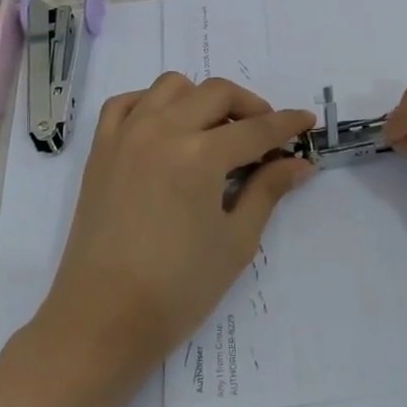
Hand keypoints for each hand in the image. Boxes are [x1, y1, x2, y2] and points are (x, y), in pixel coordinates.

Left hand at [0, 73, 313, 406]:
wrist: (103, 319)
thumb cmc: (178, 289)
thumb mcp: (235, 241)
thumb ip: (267, 191)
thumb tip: (299, 163)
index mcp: (200, 155)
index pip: (256, 128)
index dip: (287, 124)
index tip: (306, 122)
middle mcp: (161, 130)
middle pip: (216, 93)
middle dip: (250, 106)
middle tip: (265, 134)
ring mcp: (125, 135)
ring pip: (171, 86)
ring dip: (201, 98)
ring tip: (215, 131)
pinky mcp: (100, 150)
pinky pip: (126, 103)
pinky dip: (151, 103)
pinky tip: (166, 128)